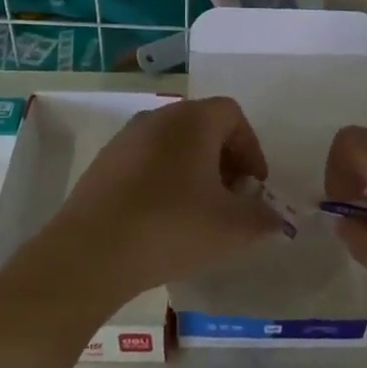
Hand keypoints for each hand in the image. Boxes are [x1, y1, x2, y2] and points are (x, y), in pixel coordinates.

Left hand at [45, 97, 279, 298]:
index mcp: (192, 120)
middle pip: (202, 127)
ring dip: (193, 171)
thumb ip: (264, 218)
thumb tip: (275, 219)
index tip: (254, 186)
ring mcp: (124, 140)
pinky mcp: (102, 165)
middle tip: (231, 200)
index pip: (232, 115)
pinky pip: (145, 163)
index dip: (251, 148)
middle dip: (224, 160)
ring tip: (198, 213)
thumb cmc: (172, 227)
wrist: (91, 252)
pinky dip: (163, 181)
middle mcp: (157, 118)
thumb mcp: (233, 228)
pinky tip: (162, 220)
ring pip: (172, 145)